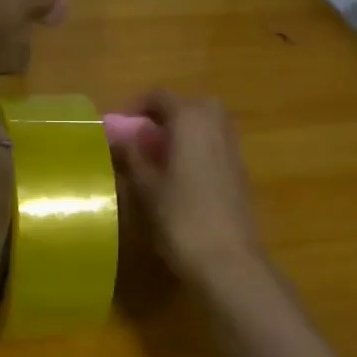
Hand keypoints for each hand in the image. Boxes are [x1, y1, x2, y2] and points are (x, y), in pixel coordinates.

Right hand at [118, 91, 266, 288]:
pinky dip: (194, 149)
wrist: (228, 260)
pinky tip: (177, 176)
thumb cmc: (180, 217)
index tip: (116, 128)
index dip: (134, 107)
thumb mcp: (145, 185)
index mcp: (191, 119)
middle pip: (187, 105)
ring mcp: (232, 148)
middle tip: (139, 138)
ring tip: (154, 158)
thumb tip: (116, 133)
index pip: (160, 96)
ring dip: (179, 132)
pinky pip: (212, 144)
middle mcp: (216, 124)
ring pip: (203, 124)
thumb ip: (131, 153)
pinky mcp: (239, 171)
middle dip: (162, 116)